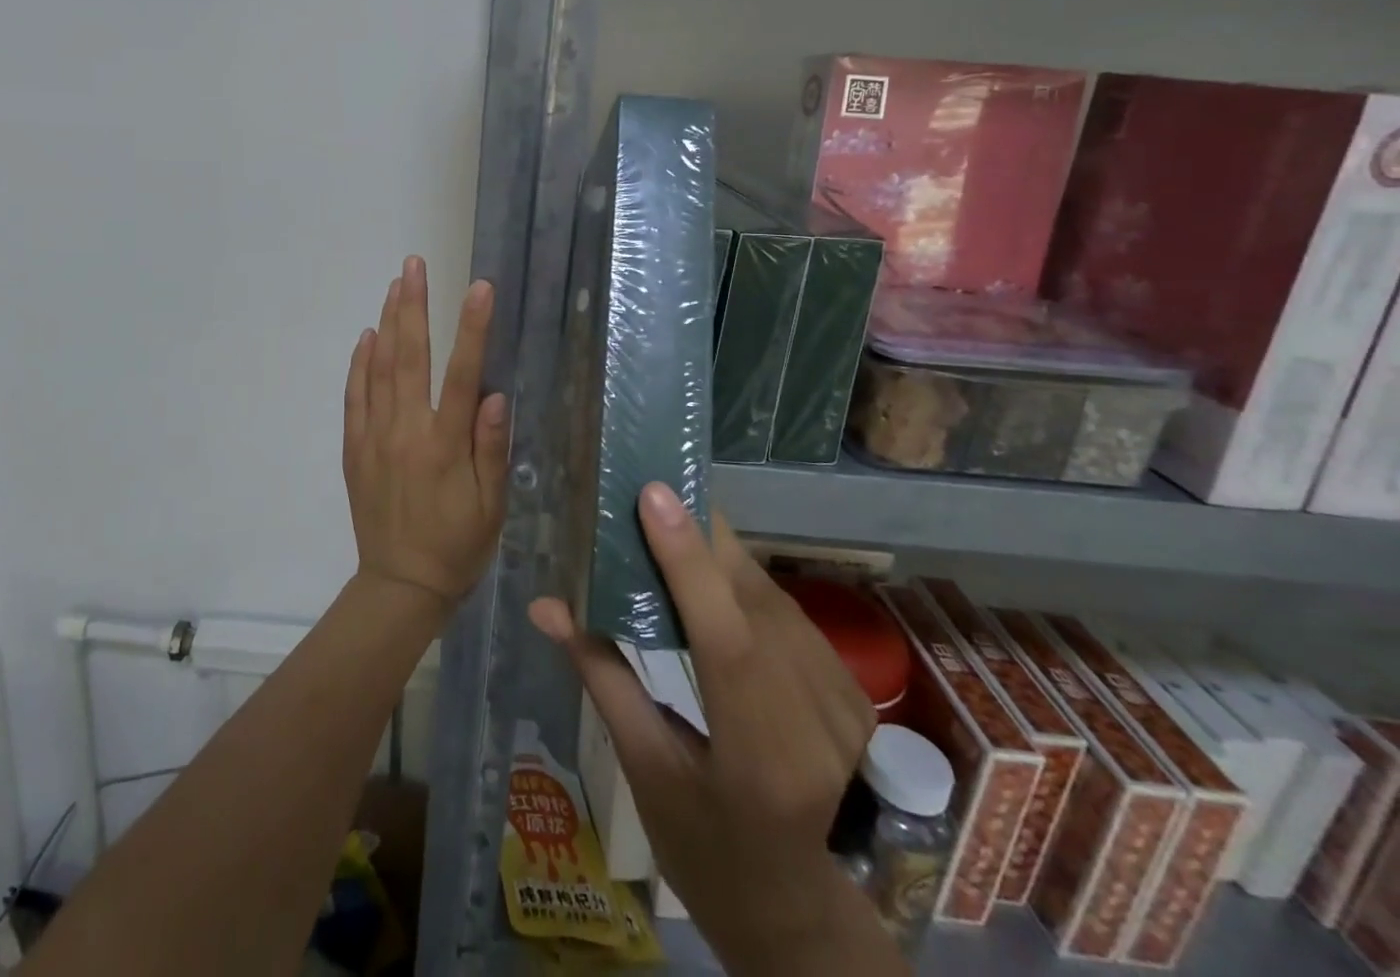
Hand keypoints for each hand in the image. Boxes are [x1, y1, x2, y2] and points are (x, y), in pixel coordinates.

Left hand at [343, 257, 508, 609]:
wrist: (400, 586)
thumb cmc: (457, 546)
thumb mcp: (490, 506)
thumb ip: (491, 449)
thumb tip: (497, 395)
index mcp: (445, 444)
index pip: (463, 374)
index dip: (473, 328)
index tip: (479, 288)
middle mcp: (406, 431)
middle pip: (410, 356)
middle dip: (413, 305)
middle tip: (414, 265)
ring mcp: (374, 437)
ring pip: (379, 369)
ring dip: (388, 323)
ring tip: (395, 286)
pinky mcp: (354, 449)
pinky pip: (354, 397)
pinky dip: (359, 364)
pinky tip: (367, 337)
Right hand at [529, 484, 882, 967]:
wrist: (797, 909)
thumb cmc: (704, 850)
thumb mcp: (644, 770)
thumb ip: (601, 675)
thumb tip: (545, 605)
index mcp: (760, 761)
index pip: (726, 640)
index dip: (688, 561)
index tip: (654, 494)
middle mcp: (817, 726)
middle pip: (753, 602)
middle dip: (701, 537)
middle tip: (650, 492)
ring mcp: (847, 707)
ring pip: (773, 598)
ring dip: (721, 554)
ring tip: (672, 518)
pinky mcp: (855, 693)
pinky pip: (789, 614)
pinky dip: (744, 582)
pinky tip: (711, 570)